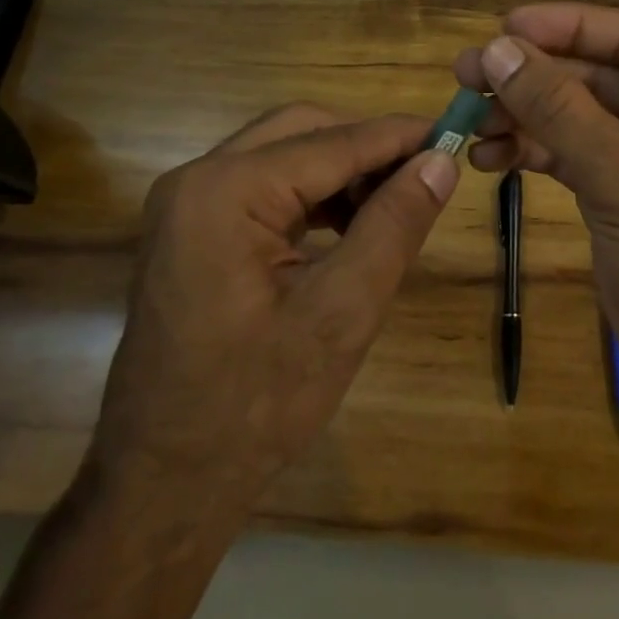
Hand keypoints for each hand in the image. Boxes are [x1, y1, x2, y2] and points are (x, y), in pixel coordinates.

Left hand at [89, 104, 456, 520]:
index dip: (399, 137)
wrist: (162, 486)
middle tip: (425, 175)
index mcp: (225, 191)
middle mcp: (197, 178)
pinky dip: (312, 195)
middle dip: (367, 148)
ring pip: (284, 153)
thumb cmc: (254, 406)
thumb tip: (441, 161)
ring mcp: (187, 203)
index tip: (457, 134)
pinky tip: (349, 226)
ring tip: (394, 206)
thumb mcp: (341, 313)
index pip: (333, 142)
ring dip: (342, 171)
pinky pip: (264, 186)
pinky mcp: (192, 228)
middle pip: (302, 131)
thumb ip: (393, 225)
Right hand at [453, 4, 618, 409]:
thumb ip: (558, 109)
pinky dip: (529, 150)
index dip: (566, 25)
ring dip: (521, 114)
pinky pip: (567, 150)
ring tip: (467, 120)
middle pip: (594, 72)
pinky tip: (488, 158)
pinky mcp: (618, 186)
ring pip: (573, 112)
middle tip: (466, 73)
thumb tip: (496, 50)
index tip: (503, 27)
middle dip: (531, 75)